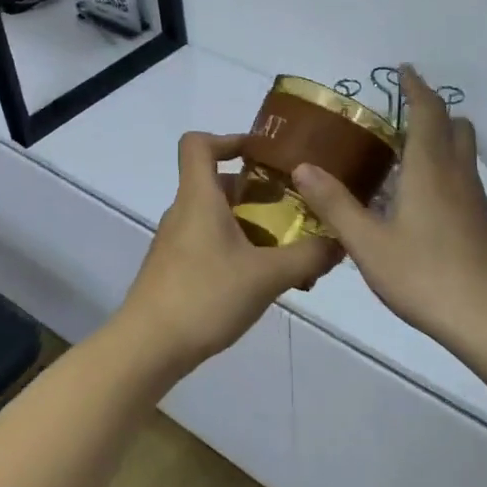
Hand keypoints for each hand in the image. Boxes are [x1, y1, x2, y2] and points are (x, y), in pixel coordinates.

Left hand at [118, 132, 340, 373]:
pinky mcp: (175, 270)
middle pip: (218, 184)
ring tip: (288, 252)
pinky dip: (238, 250)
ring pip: (217, 218)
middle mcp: (184, 212)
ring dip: (252, 225)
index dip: (229, 139)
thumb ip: (307, 256)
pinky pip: (211, 244)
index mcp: (199, 198)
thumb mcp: (267, 276)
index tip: (263, 155)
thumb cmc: (205, 297)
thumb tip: (339, 241)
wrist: (147, 348)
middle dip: (258, 192)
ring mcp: (176, 243)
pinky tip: (263, 281)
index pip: (198, 144)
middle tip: (294, 210)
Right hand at [294, 67, 486, 354]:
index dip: (416, 87)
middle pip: (456, 127)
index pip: (427, 112)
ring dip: (442, 143)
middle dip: (433, 112)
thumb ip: (336, 205)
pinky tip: (424, 207)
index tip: (405, 70)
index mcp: (430, 169)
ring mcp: (478, 202)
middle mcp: (458, 176)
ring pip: (465, 156)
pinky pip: (466, 183)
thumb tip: (303, 167)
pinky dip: (447, 175)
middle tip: (401, 117)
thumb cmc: (426, 276)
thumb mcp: (368, 244)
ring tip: (407, 160)